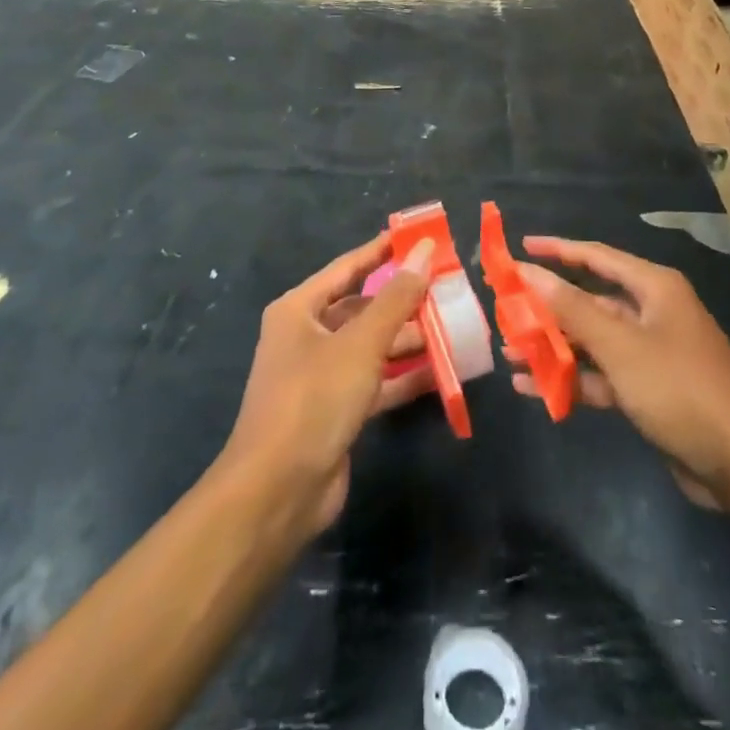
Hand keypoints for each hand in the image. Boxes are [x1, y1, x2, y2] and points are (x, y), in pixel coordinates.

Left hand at [218, 233, 432, 538]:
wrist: (278, 491)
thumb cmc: (314, 399)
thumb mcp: (360, 343)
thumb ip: (396, 298)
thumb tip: (424, 251)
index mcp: (299, 310)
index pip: (348, 268)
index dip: (382, 251)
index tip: (419, 237)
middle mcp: (307, 337)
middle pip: (362, 307)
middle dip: (402, 300)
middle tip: (446, 288)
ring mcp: (321, 375)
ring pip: (371, 346)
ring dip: (408, 339)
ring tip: (452, 327)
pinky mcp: (336, 410)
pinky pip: (376, 381)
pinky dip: (404, 377)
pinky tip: (441, 371)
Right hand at [509, 237, 729, 507]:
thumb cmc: (681, 389)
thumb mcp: (621, 346)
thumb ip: (571, 308)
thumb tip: (528, 271)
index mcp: (654, 288)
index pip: (596, 256)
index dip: (557, 250)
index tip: (519, 248)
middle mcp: (652, 313)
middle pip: (590, 301)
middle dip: (548, 307)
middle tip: (504, 309)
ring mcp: (650, 353)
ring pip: (592, 340)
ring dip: (553, 346)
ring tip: (508, 351)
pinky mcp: (648, 390)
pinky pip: (601, 375)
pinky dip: (571, 379)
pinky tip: (532, 388)